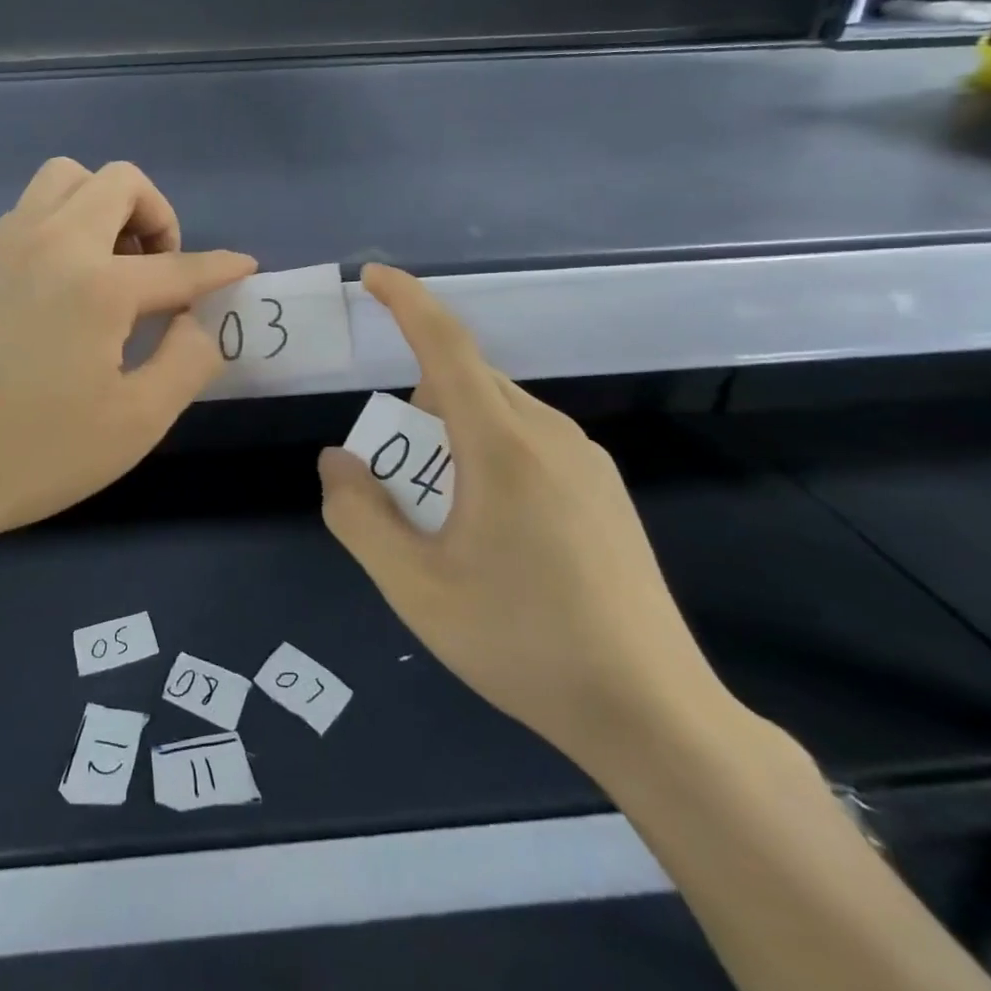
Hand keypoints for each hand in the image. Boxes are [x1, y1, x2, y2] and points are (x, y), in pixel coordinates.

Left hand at [0, 158, 254, 554]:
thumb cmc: (35, 454)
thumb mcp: (136, 422)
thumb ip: (187, 362)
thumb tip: (196, 322)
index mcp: (98, 283)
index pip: (179, 265)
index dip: (220, 267)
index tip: (244, 267)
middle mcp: (52, 242)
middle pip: (120, 181)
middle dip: (158, 216)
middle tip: (161, 273)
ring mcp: (5, 246)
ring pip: (67, 179)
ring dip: (106, 206)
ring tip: (114, 268)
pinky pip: (32, 209)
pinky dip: (65, 222)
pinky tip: (66, 284)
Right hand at [320, 265, 727, 764]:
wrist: (653, 714)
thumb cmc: (522, 643)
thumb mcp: (414, 587)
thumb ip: (359, 516)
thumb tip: (336, 461)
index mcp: (502, 445)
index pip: (446, 346)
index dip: (407, 302)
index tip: (373, 276)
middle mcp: (549, 434)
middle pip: (466, 383)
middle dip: (415, 404)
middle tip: (391, 476)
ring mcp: (586, 462)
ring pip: (498, 412)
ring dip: (450, 433)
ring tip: (439, 511)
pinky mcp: (604, 490)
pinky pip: (528, 440)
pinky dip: (486, 451)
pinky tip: (489, 525)